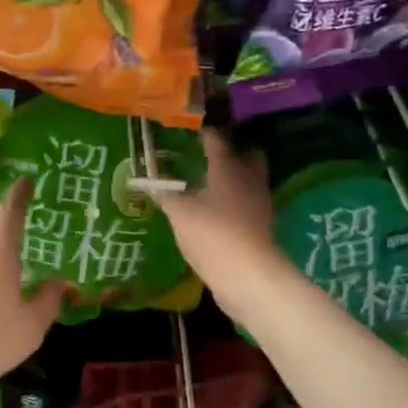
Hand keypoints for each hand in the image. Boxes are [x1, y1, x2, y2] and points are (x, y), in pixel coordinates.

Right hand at [156, 131, 293, 329]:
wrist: (248, 276)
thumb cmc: (212, 234)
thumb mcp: (179, 212)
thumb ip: (164, 194)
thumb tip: (146, 180)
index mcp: (228, 168)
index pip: (217, 141)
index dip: (204, 134)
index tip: (190, 131)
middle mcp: (249, 180)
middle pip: (247, 156)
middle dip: (232, 152)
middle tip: (209, 155)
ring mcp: (259, 205)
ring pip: (250, 181)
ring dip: (235, 179)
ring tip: (210, 183)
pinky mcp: (261, 228)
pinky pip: (248, 206)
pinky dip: (235, 204)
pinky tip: (217, 212)